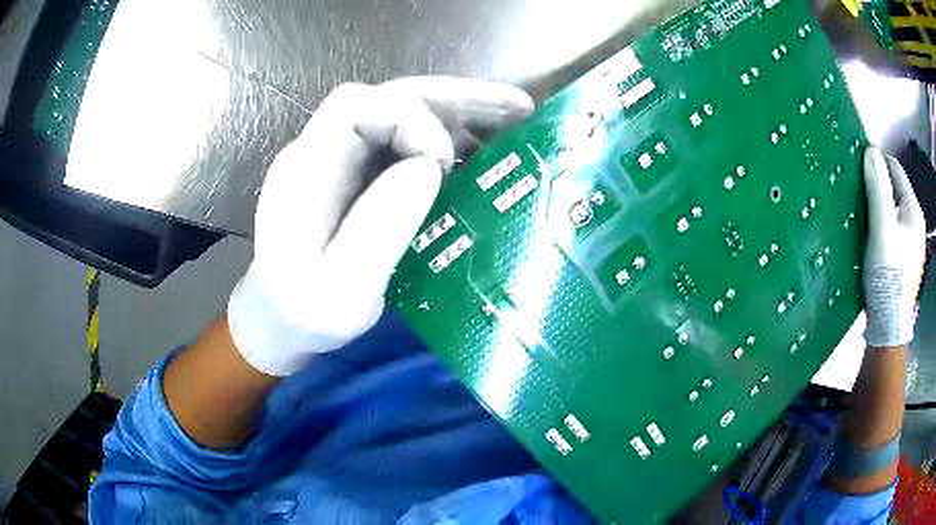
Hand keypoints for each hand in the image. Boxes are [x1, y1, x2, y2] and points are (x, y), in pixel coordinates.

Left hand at [227, 77, 533, 375]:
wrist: (279, 318)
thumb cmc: (305, 313)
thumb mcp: (342, 291)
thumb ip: (379, 228)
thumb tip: (428, 165)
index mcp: (307, 171)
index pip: (355, 106)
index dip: (409, 116)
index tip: (443, 162)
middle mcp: (320, 150)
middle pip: (388, 96)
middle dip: (453, 98)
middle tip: (515, 107)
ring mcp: (338, 159)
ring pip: (402, 112)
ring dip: (458, 114)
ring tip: (513, 123)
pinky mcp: (355, 174)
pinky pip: (404, 142)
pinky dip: (447, 142)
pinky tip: (479, 156)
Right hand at [862, 147, 925, 347]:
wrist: (888, 327)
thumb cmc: (889, 275)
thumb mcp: (882, 228)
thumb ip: (878, 188)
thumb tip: (869, 150)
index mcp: (914, 211)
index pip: (895, 169)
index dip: (878, 160)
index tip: (858, 160)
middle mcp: (914, 223)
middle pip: (894, 190)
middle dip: (876, 184)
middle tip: (856, 186)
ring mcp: (910, 243)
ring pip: (891, 210)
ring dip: (877, 205)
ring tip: (860, 209)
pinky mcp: (902, 258)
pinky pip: (890, 228)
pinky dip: (879, 224)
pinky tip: (868, 233)